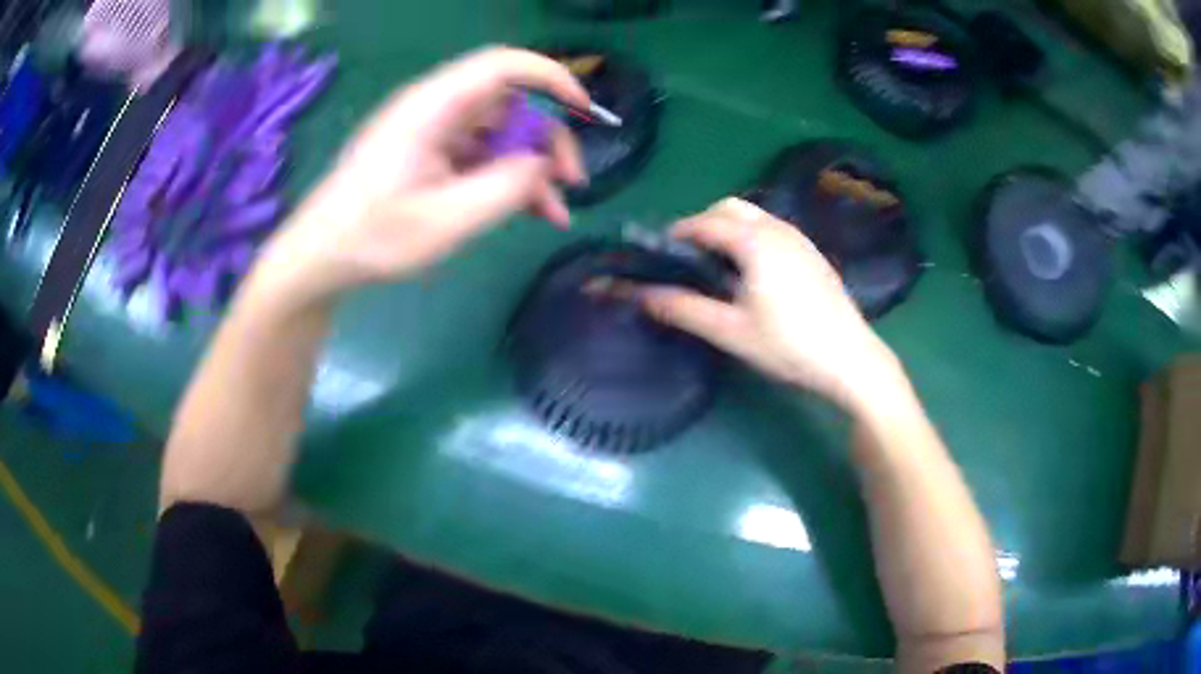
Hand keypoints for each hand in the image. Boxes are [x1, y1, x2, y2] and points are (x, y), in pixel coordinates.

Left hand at [254, 47, 589, 304]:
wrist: (320, 259)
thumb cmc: (372, 238)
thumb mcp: (445, 221)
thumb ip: (504, 188)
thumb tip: (542, 163)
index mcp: (432, 107)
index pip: (502, 66)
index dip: (550, 77)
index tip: (584, 109)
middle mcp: (435, 110)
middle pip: (509, 104)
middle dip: (547, 138)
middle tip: (573, 181)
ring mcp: (433, 135)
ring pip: (500, 135)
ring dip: (532, 168)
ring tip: (556, 212)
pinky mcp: (431, 158)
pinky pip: (481, 157)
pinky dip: (508, 181)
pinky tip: (532, 212)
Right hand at [641, 198, 906, 412]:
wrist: (850, 359)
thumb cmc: (788, 345)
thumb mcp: (730, 331)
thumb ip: (684, 309)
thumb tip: (642, 295)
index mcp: (754, 241)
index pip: (704, 222)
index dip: (676, 234)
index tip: (658, 254)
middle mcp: (777, 228)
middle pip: (730, 208)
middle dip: (703, 223)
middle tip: (688, 259)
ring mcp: (799, 238)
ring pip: (754, 216)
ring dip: (728, 228)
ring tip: (716, 266)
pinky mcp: (812, 252)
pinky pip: (772, 229)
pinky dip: (750, 236)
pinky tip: (752, 273)